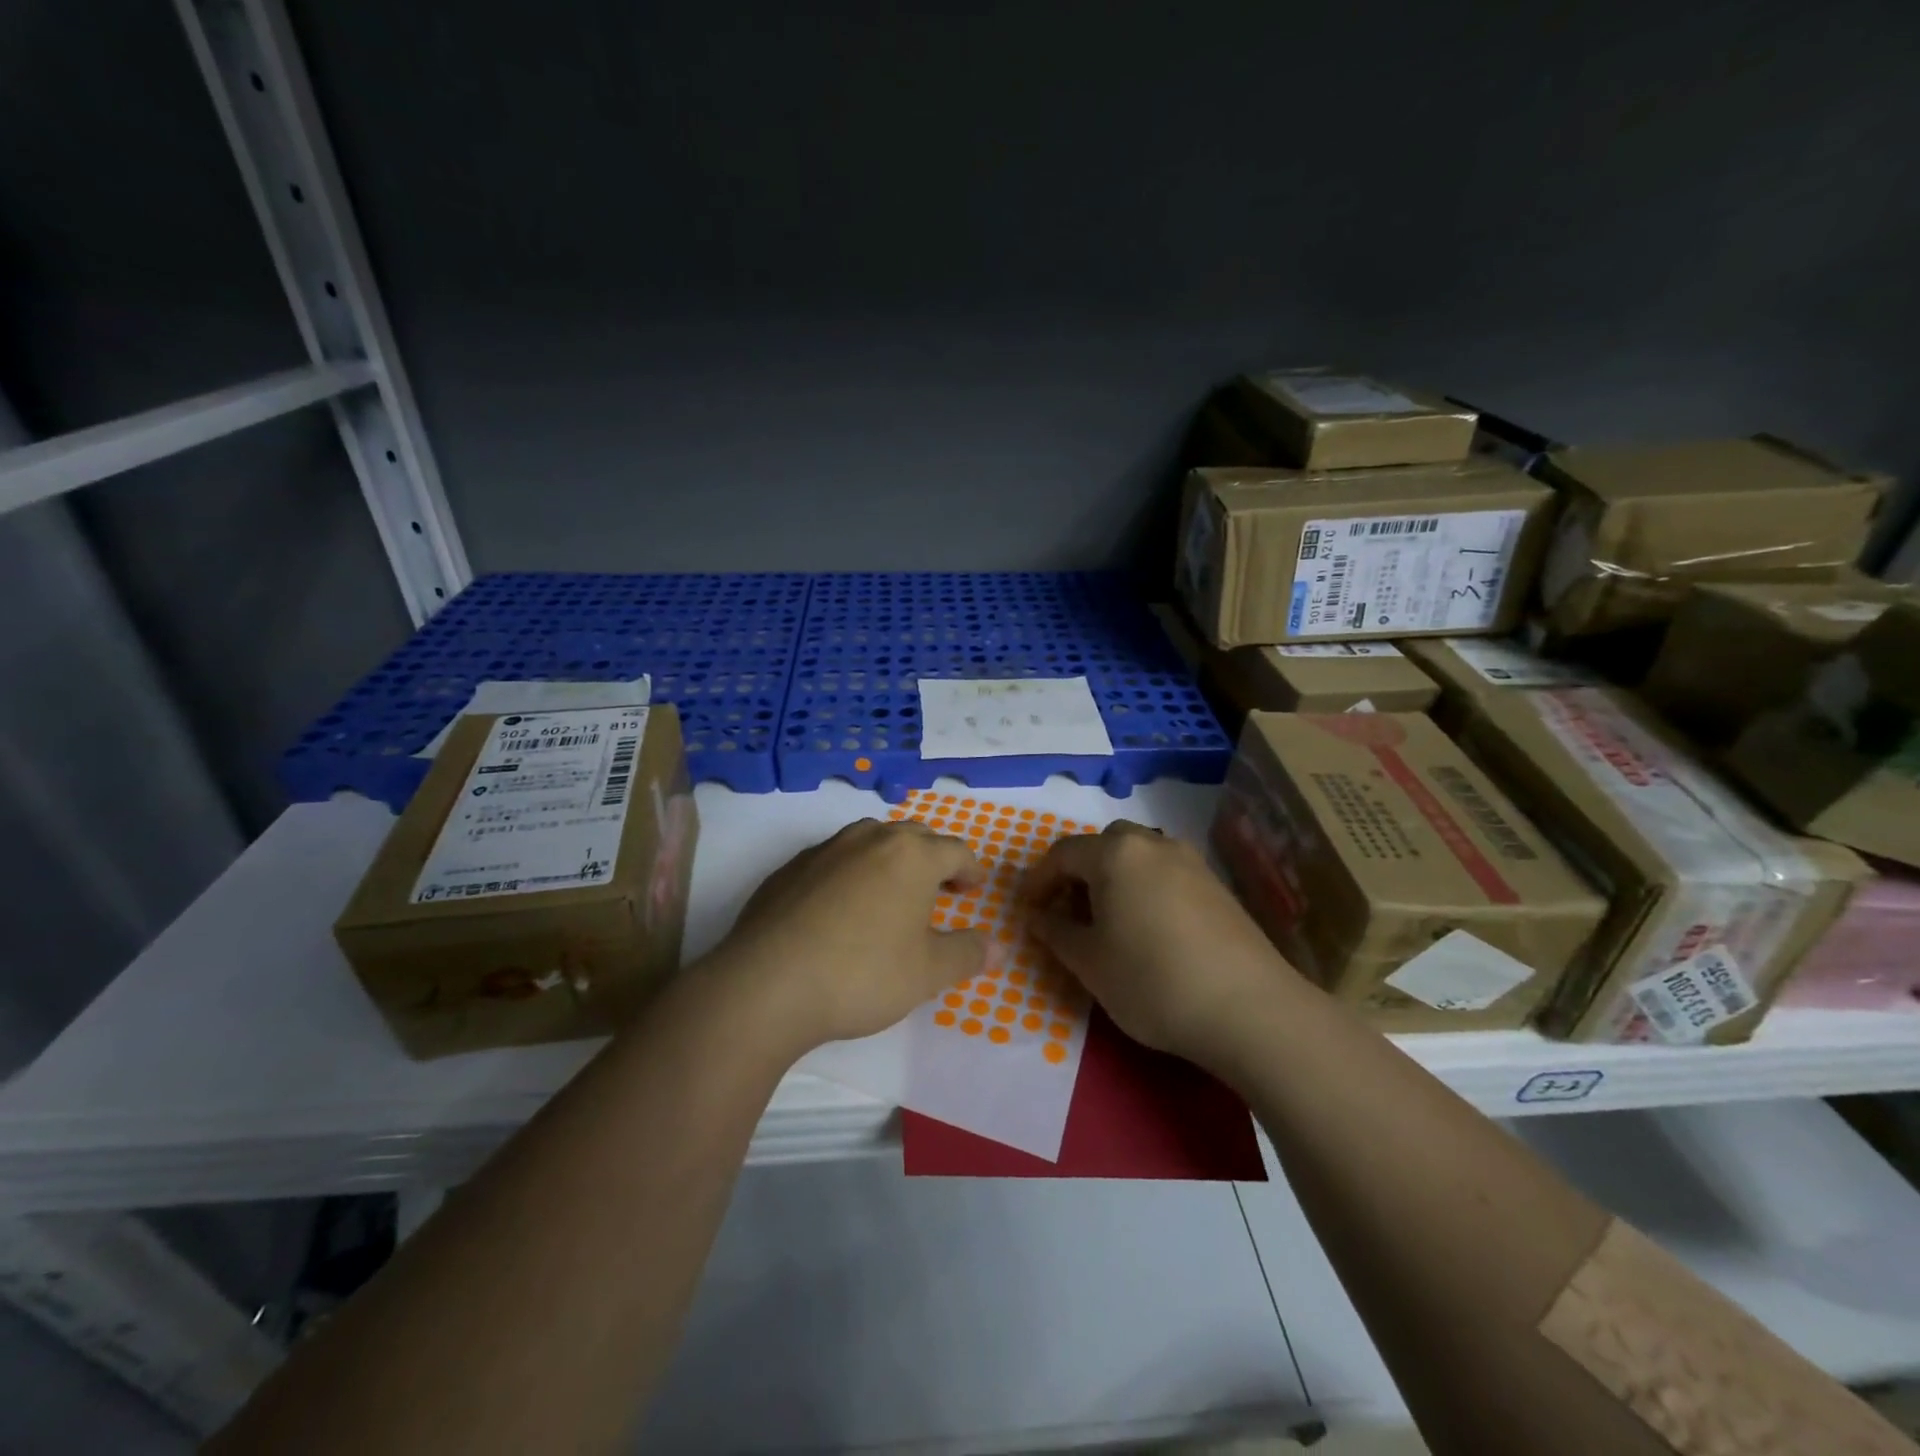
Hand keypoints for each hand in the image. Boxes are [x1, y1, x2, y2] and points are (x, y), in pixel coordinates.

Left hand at [714, 818, 988, 1051]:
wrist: (767, 985)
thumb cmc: (862, 974)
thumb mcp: (927, 974)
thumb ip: (967, 955)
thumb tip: (995, 947)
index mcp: (911, 855)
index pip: (955, 851)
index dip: (970, 869)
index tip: (973, 888)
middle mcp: (870, 839)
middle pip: (914, 837)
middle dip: (933, 859)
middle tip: (941, 888)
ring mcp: (825, 849)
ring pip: (871, 840)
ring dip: (891, 859)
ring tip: (893, 892)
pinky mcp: (790, 868)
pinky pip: (834, 859)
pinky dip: (852, 872)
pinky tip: (843, 907)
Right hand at [1024, 821, 1294, 1066]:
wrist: (1248, 1009)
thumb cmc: (1152, 981)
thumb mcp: (1089, 962)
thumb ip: (1056, 932)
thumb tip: (1038, 916)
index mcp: (1115, 854)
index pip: (1063, 853)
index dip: (1039, 880)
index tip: (1028, 910)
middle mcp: (1153, 844)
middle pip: (1103, 845)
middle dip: (1078, 873)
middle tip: (1067, 910)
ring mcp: (1191, 861)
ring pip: (1137, 856)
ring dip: (1113, 878)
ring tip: (1107, 921)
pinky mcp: (1217, 885)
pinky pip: (1165, 873)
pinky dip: (1144, 888)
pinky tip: (1148, 928)